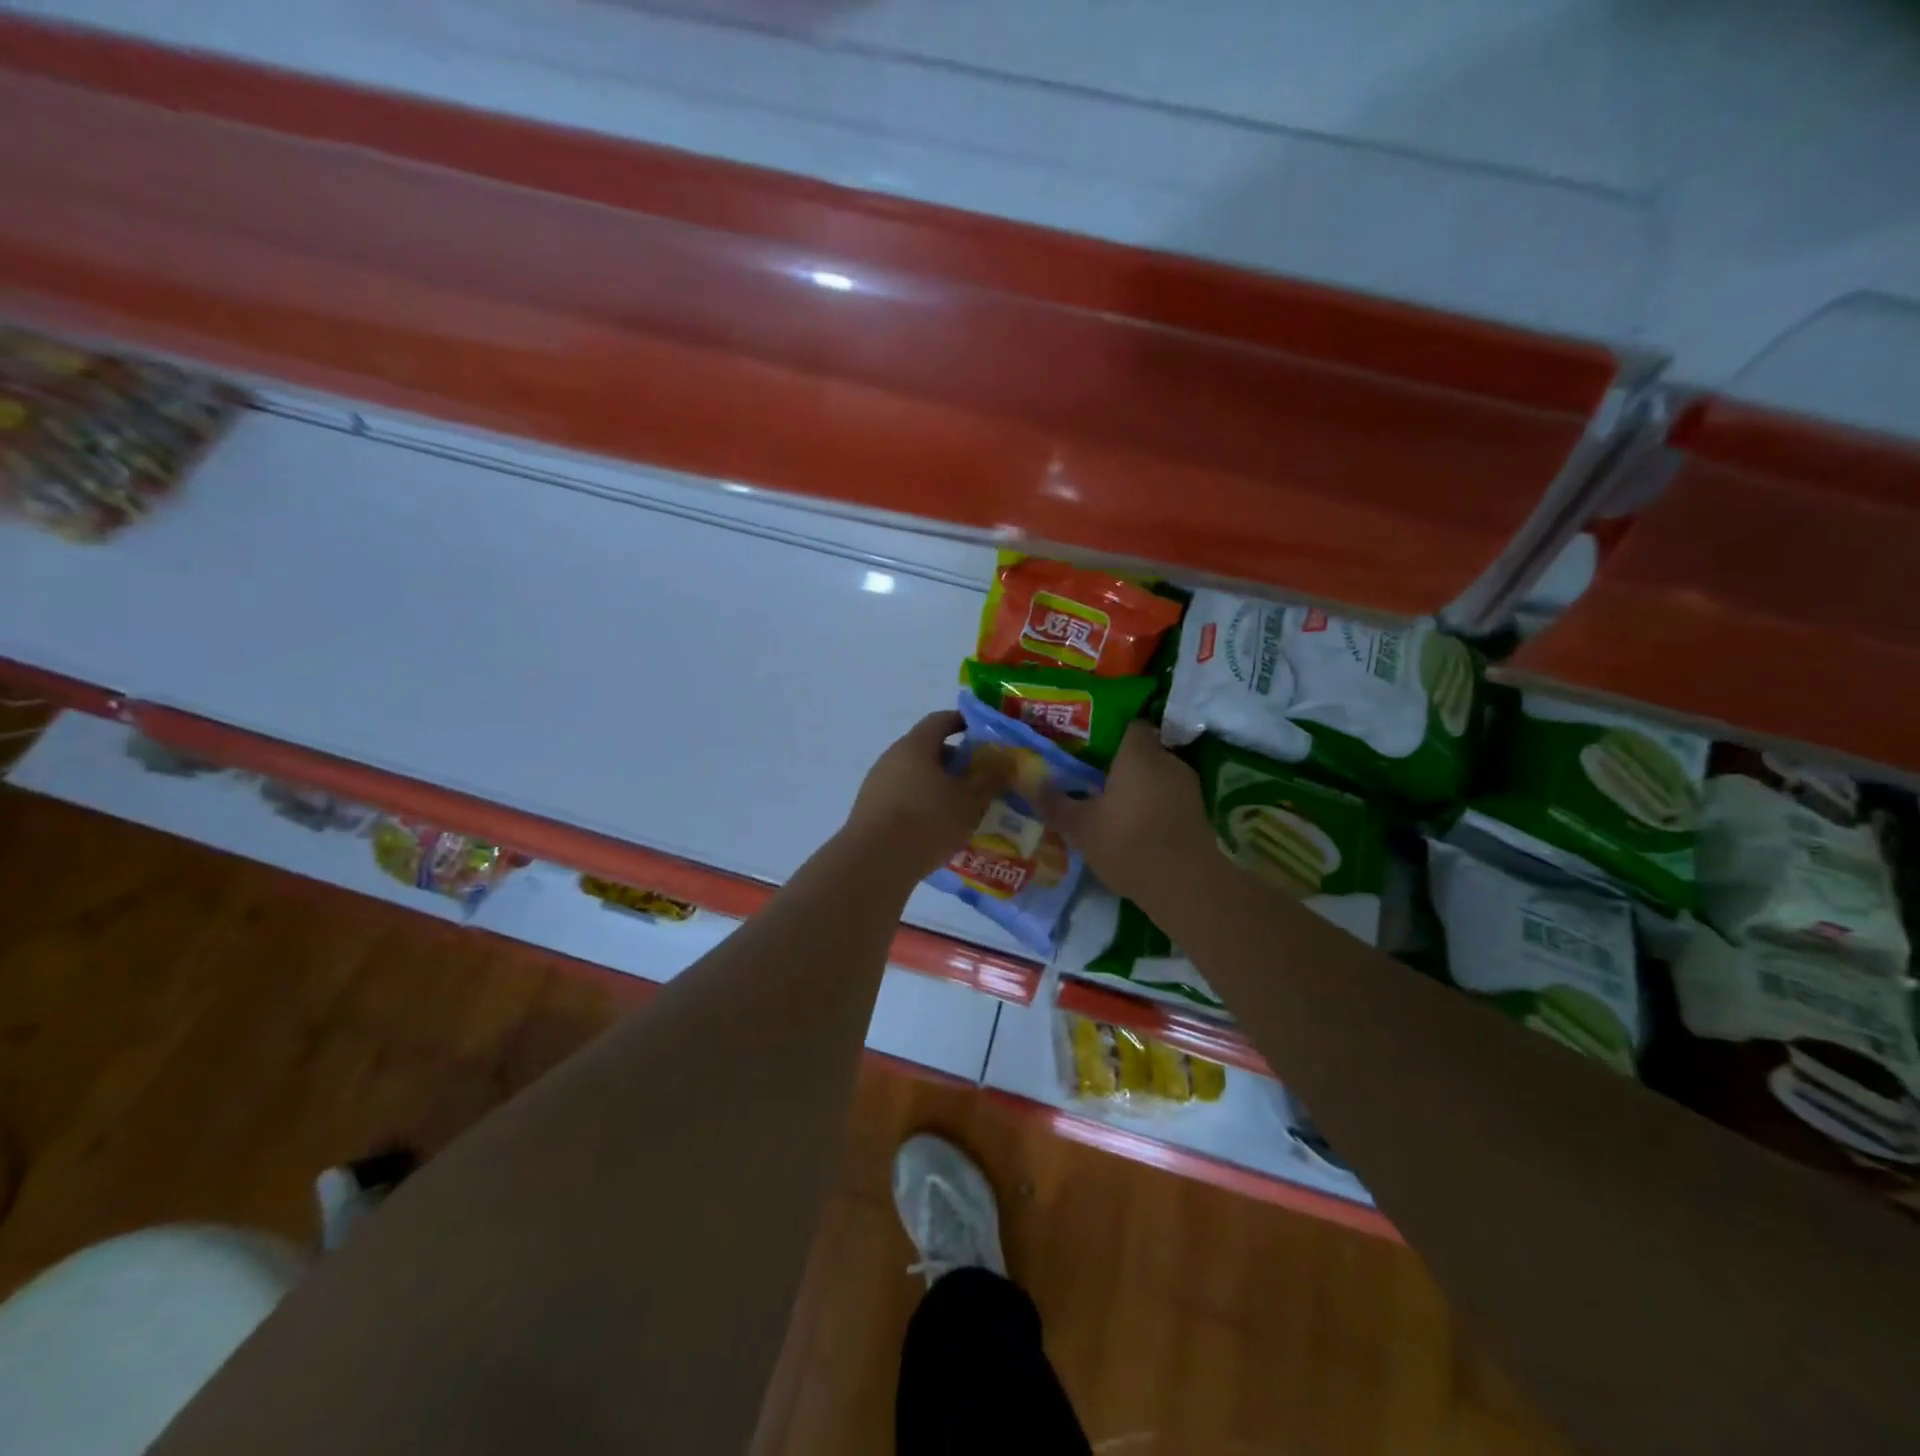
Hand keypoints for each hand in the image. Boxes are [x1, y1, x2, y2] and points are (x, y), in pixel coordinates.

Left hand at [841, 711, 1007, 882]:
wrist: (874, 862)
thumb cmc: (927, 820)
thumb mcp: (970, 800)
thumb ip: (991, 779)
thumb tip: (1007, 762)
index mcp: (915, 745)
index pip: (940, 720)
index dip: (963, 722)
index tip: (983, 733)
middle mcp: (891, 758)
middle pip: (927, 750)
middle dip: (955, 762)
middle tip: (980, 779)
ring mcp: (876, 784)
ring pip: (915, 777)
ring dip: (938, 787)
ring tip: (963, 808)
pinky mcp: (870, 811)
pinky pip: (903, 799)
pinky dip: (922, 806)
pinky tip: (938, 829)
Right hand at [1035, 721, 1215, 906]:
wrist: (1184, 884)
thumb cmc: (1127, 842)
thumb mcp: (1080, 827)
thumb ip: (1055, 803)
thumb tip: (1030, 784)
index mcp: (1138, 753)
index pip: (1131, 726)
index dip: (1111, 734)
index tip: (1091, 750)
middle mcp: (1167, 761)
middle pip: (1144, 752)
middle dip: (1124, 765)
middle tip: (1096, 781)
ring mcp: (1188, 787)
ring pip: (1159, 778)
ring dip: (1141, 789)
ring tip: (1115, 807)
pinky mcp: (1199, 814)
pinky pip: (1171, 800)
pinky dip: (1156, 808)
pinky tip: (1137, 829)